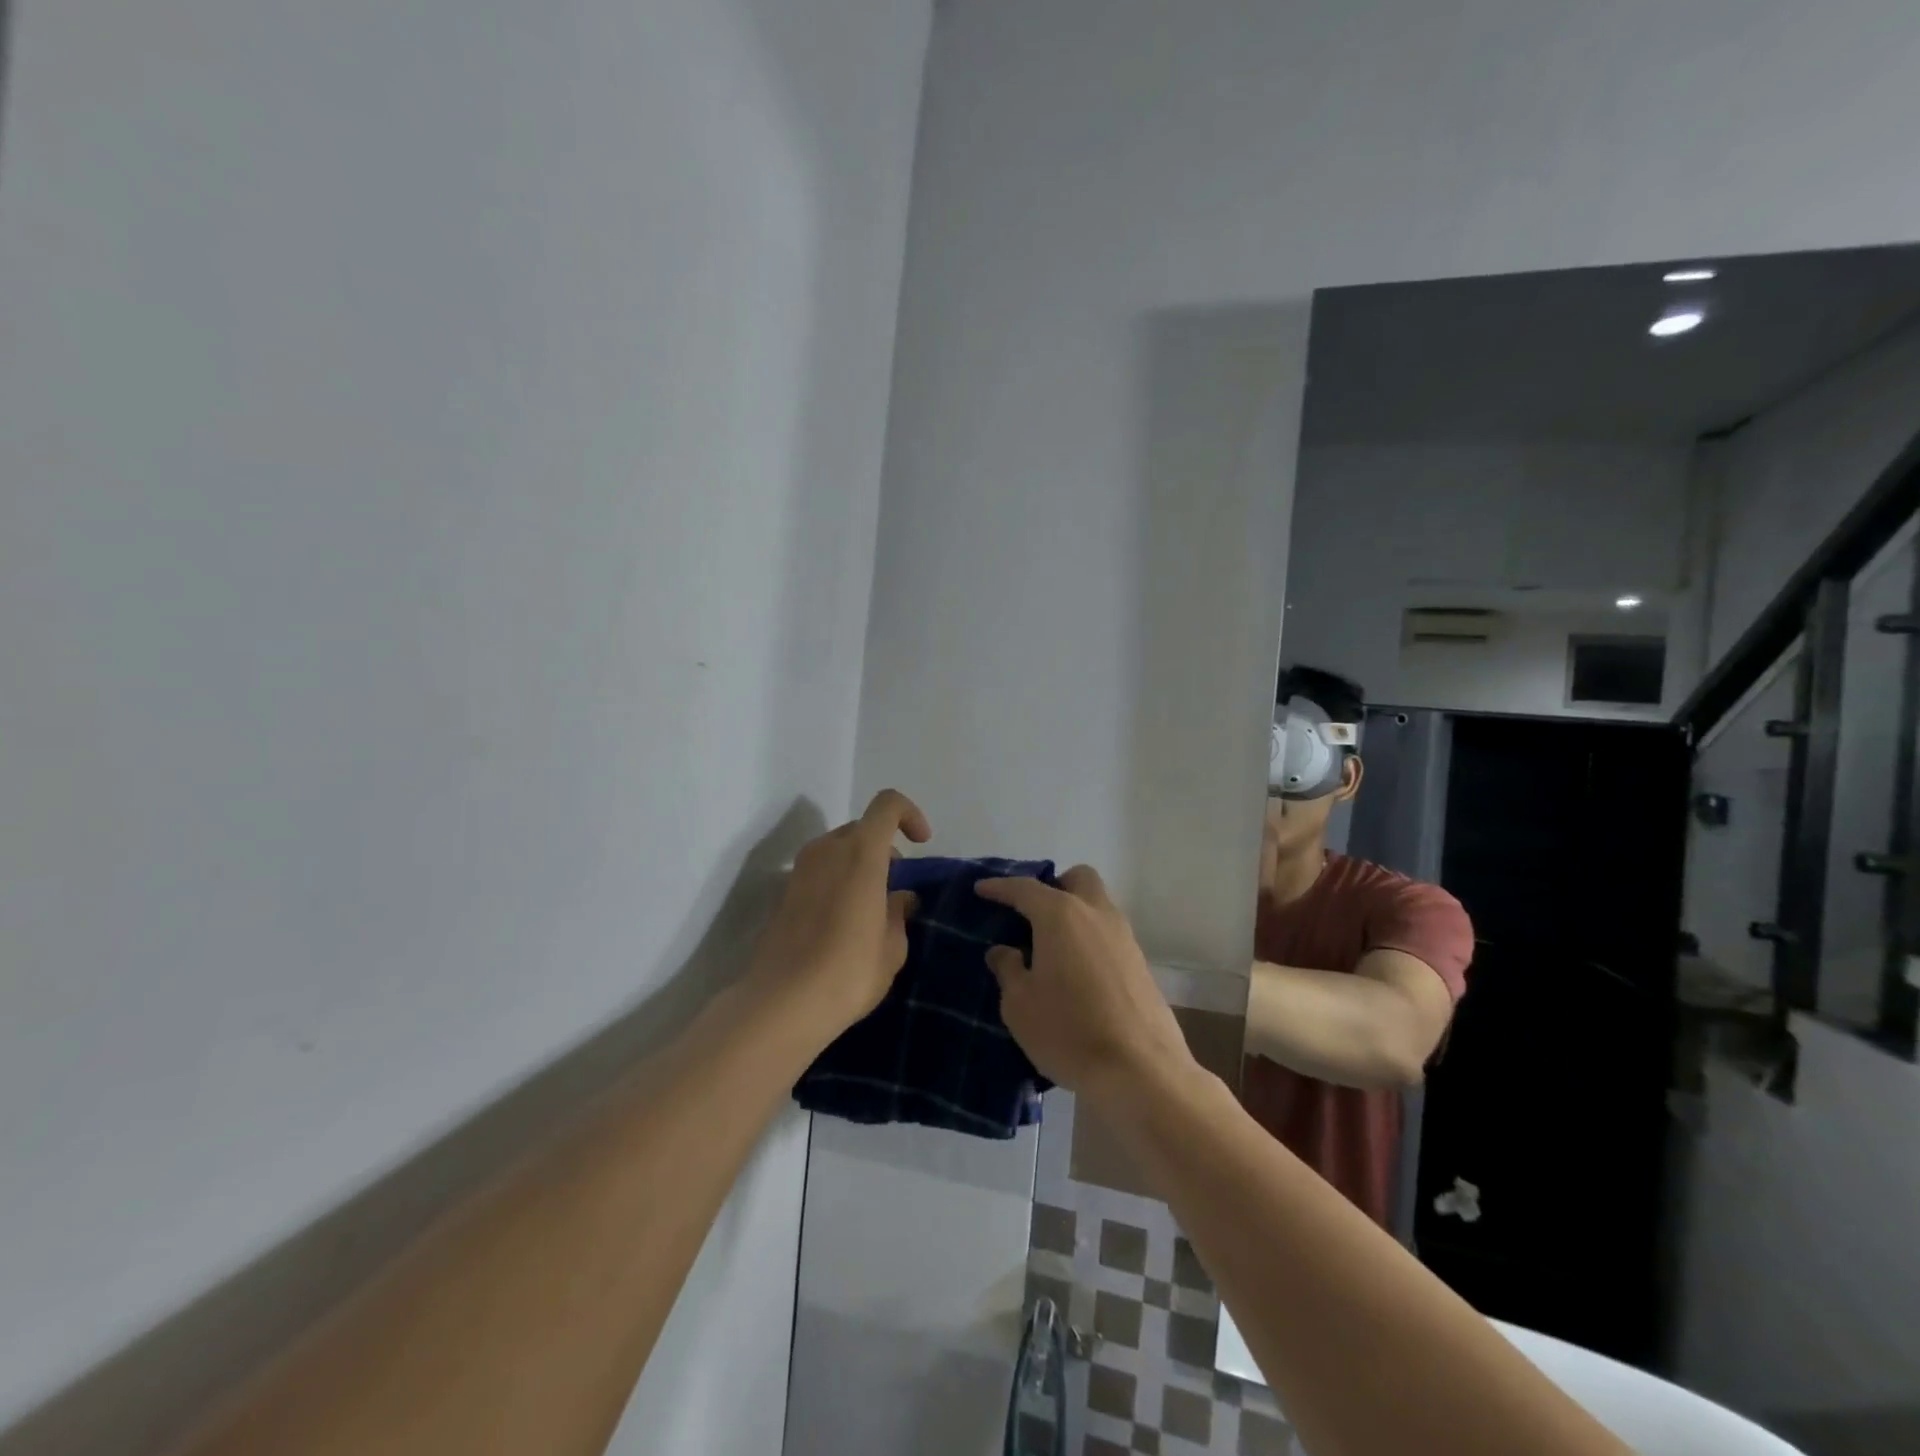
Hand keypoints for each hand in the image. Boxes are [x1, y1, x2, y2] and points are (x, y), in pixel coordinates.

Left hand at [747, 789, 931, 1040]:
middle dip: (884, 848)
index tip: (921, 844)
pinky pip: (820, 872)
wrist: (782, 1004)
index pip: (888, 805)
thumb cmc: (849, 971)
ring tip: (871, 908)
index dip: (910, 815)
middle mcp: (827, 850)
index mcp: (861, 852)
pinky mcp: (784, 894)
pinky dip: (838, 882)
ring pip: (838, 849)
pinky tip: (844, 924)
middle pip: (862, 828)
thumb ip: (899, 913)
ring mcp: (800, 870)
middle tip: (896, 886)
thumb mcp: (892, 947)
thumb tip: (900, 898)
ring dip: (859, 865)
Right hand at [976, 865, 1196, 1102]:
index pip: (1025, 888)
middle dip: (1055, 885)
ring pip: (1098, 905)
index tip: (981, 889)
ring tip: (1050, 947)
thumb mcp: (1020, 1005)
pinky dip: (1090, 939)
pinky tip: (1075, 972)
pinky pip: (1109, 935)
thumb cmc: (1068, 1031)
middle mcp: (1097, 914)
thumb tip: (1003, 951)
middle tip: (1032, 913)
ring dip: (1075, 913)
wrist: (1140, 1071)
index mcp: (1061, 915)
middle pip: (1078, 878)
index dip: (1000, 887)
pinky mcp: (1140, 964)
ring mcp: (1124, 937)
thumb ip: (1008, 970)